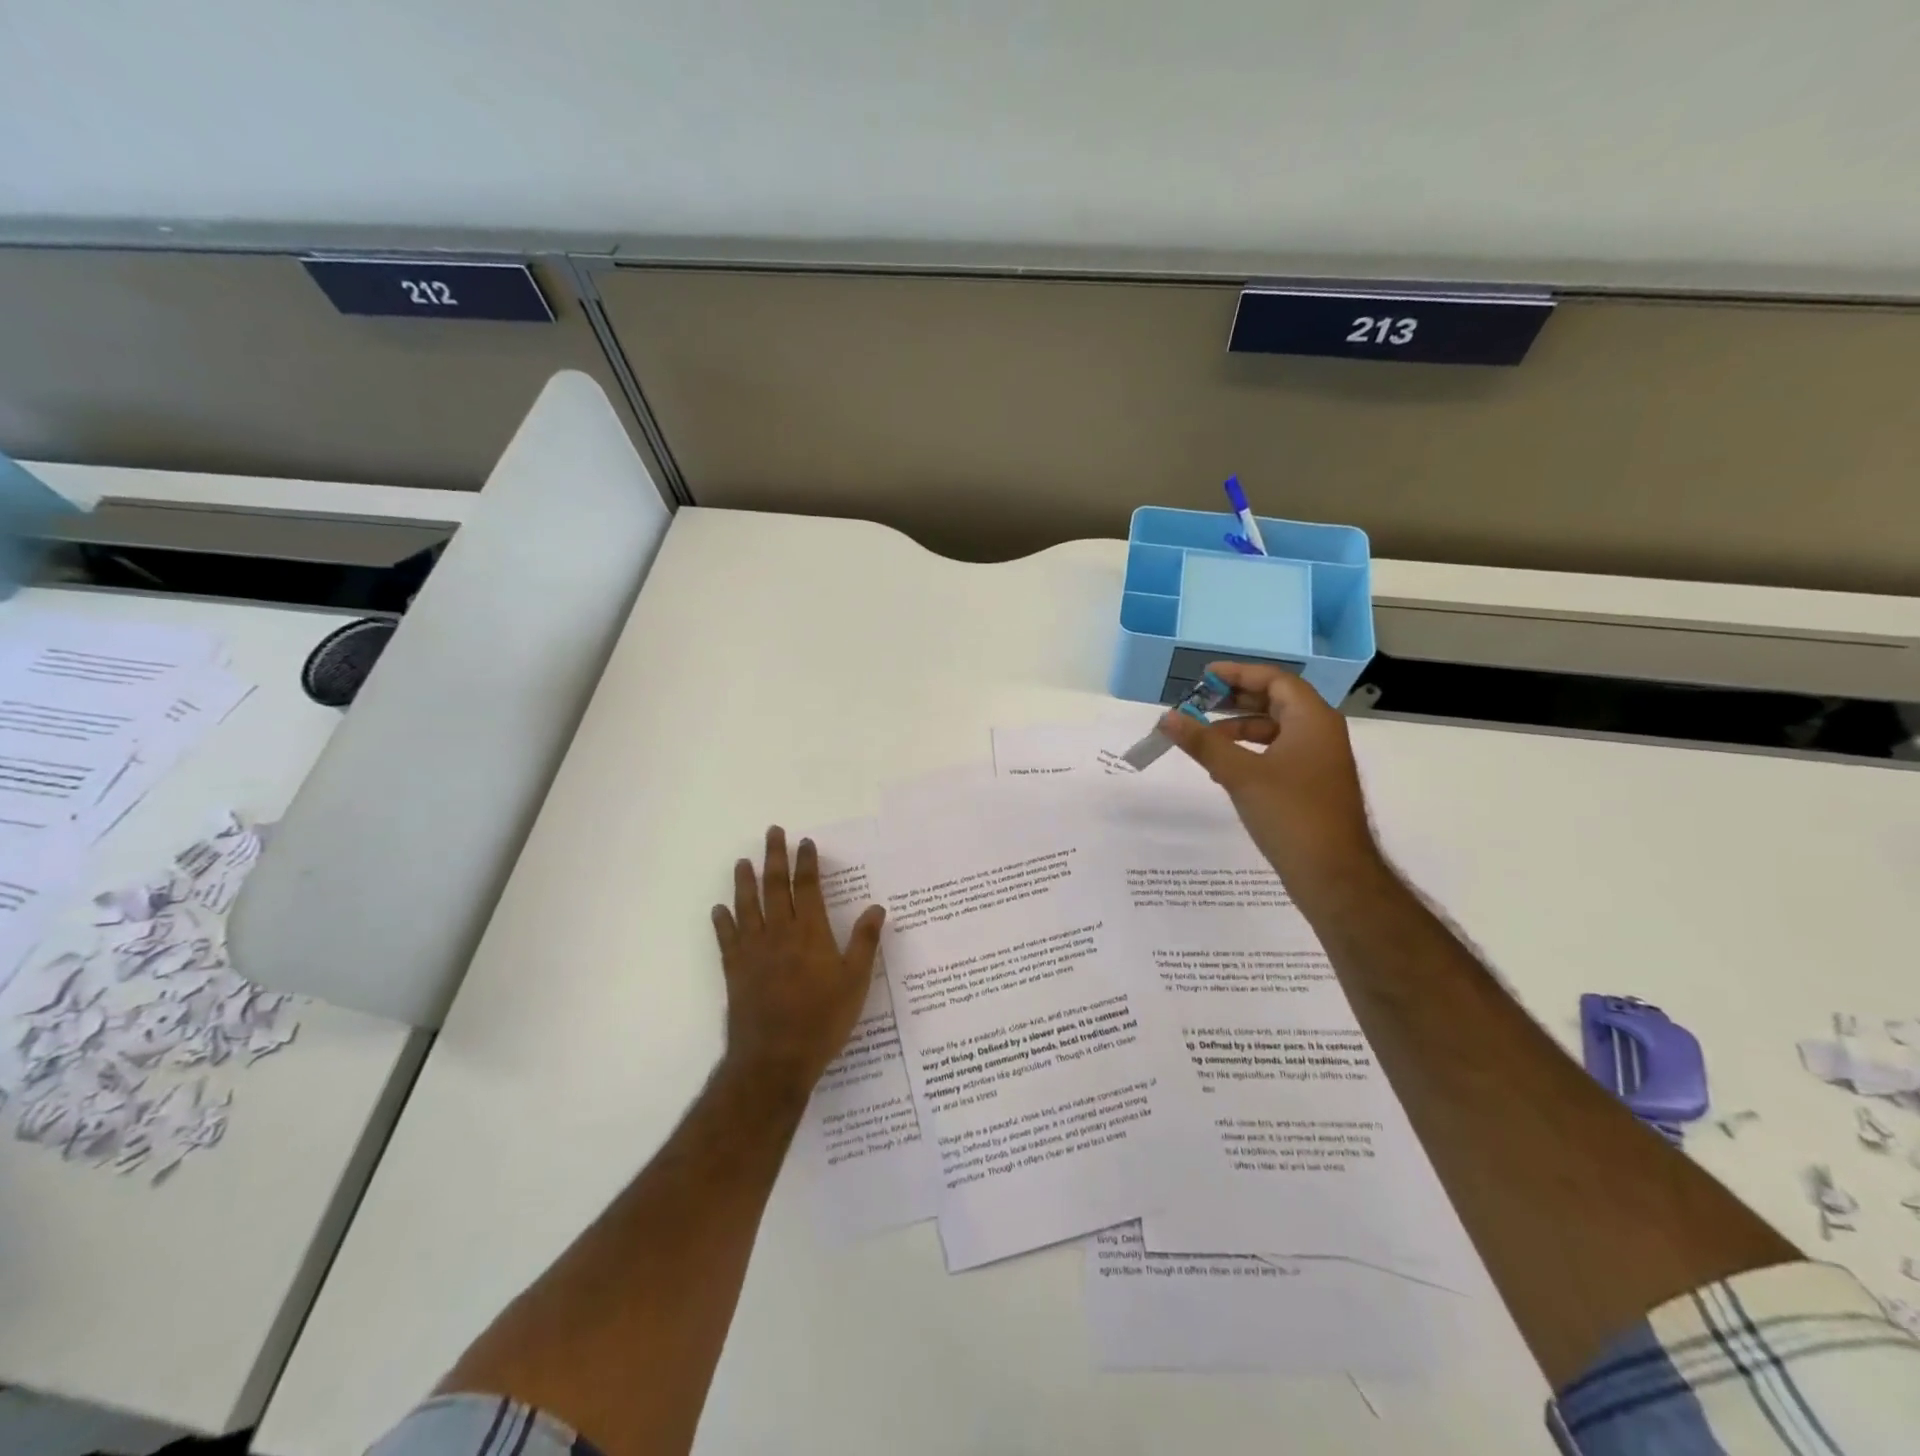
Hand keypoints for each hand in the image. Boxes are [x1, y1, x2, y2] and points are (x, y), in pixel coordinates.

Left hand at [711, 826, 885, 1096]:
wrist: (775, 1058)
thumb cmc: (823, 1019)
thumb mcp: (856, 981)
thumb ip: (865, 942)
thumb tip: (877, 907)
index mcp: (810, 932)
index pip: (807, 887)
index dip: (806, 863)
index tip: (804, 842)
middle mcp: (779, 933)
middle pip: (774, 887)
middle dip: (774, 858)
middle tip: (772, 833)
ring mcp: (753, 951)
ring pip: (747, 906)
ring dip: (745, 881)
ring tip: (742, 861)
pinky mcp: (735, 971)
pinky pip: (727, 939)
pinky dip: (722, 922)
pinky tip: (719, 910)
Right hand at [1158, 664, 1380, 893]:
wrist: (1333, 874)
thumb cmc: (1290, 814)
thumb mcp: (1240, 774)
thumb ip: (1203, 742)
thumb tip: (1167, 717)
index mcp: (1312, 720)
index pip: (1275, 680)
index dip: (1239, 673)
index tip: (1205, 676)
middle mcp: (1320, 732)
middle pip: (1275, 702)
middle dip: (1235, 700)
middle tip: (1199, 703)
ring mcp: (1318, 760)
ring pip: (1275, 729)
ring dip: (1239, 728)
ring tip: (1203, 738)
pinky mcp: (1312, 784)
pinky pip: (1278, 753)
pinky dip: (1250, 751)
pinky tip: (1223, 769)